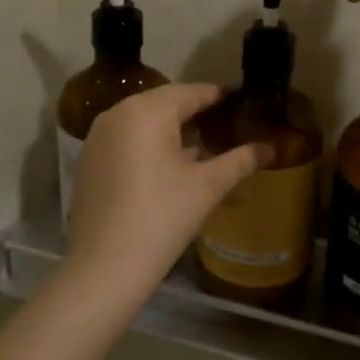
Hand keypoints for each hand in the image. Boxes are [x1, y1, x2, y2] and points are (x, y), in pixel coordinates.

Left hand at [63, 84, 271, 295]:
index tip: (241, 100)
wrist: (104, 267)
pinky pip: (126, 138)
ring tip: (201, 144)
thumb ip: (240, 161)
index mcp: (147, 112)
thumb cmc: (161, 218)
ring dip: (171, 129)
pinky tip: (169, 165)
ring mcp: (98, 136)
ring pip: (143, 121)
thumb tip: (270, 148)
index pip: (191, 93)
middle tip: (225, 123)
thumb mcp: (207, 187)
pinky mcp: (89, 159)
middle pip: (165, 103)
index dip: (218, 96)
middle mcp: (118, 113)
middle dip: (195, 112)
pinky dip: (148, 144)